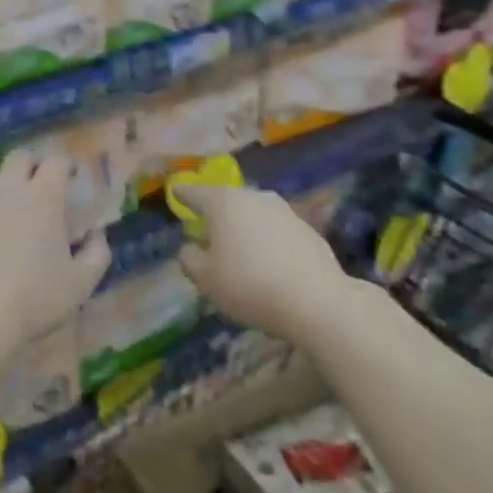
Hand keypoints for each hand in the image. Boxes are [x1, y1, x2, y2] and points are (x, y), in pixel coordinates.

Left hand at [0, 150, 111, 347]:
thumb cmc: (35, 298)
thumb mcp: (82, 283)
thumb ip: (96, 253)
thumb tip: (97, 234)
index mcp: (45, 196)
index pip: (57, 162)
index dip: (65, 168)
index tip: (69, 181)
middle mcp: (9, 186)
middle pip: (19, 157)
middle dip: (30, 166)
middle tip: (35, 186)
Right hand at [170, 181, 342, 341]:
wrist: (316, 301)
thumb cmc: (249, 285)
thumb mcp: (205, 279)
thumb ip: (190, 259)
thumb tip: (190, 247)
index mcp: (223, 203)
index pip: (195, 193)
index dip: (183, 194)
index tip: (175, 191)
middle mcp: (254, 198)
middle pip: (227, 200)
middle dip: (215, 211)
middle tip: (205, 226)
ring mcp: (284, 211)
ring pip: (254, 213)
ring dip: (243, 225)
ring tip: (236, 245)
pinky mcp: (307, 229)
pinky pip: (275, 230)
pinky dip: (265, 239)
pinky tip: (265, 260)